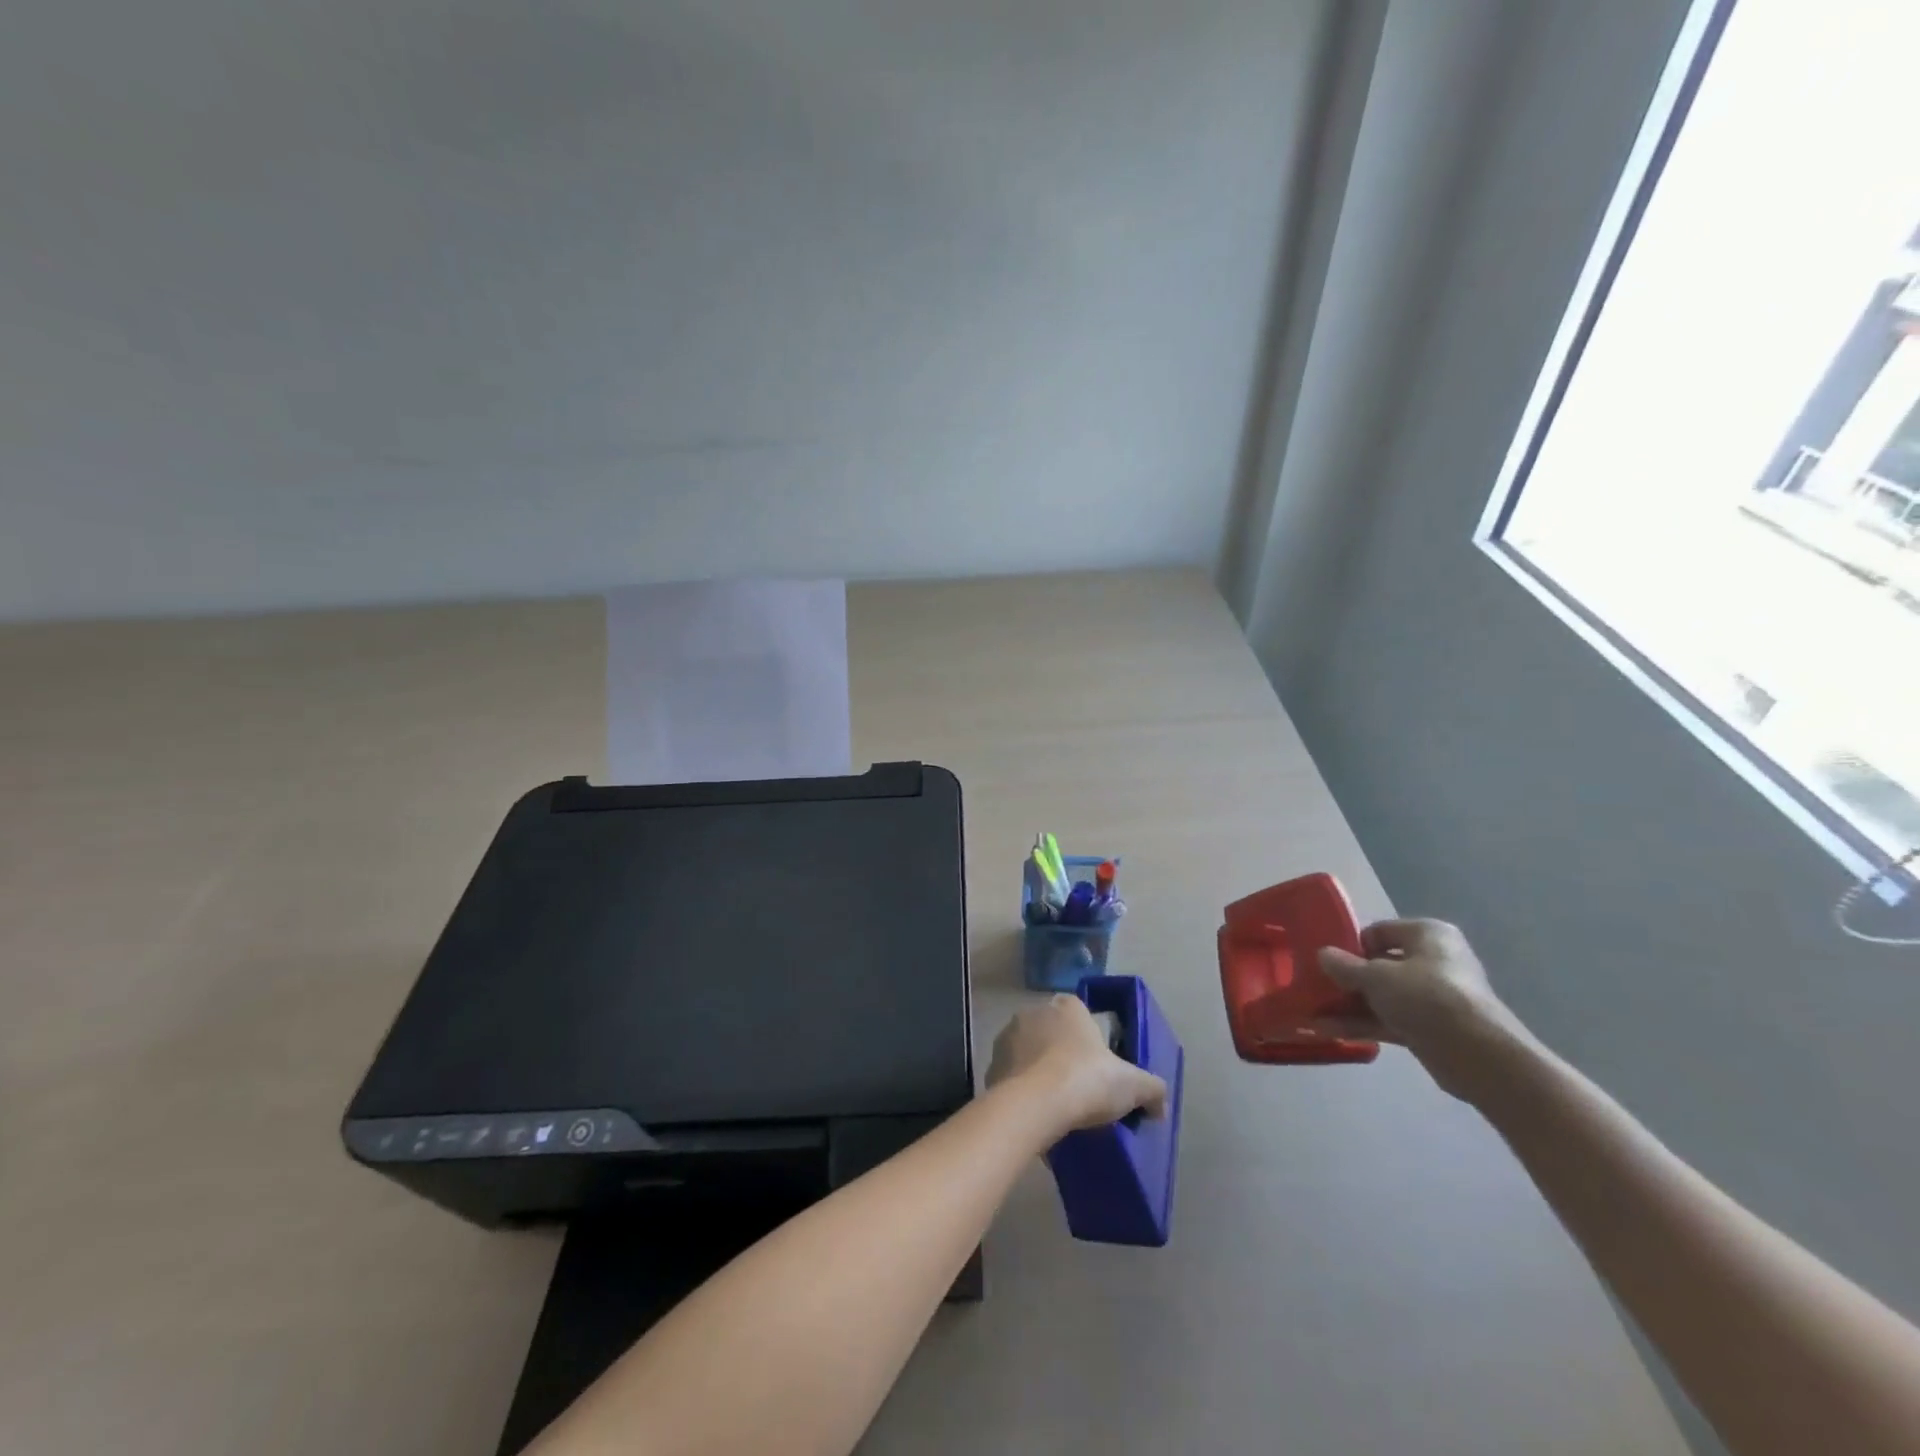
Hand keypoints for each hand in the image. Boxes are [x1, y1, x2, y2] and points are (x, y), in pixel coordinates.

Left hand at [987, 995, 1168, 1134]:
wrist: (1035, 1105)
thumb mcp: (1132, 1085)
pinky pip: (1011, 1076)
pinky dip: (1021, 1090)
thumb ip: (1152, 1089)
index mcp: (1067, 1007)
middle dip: (1063, 1055)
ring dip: (1039, 1071)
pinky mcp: (991, 1065)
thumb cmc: (1086, 1080)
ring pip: (1029, 1053)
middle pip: (1053, 1032)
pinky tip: (1035, 1114)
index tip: (1099, 1067)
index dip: (1091, 1039)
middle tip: (1079, 1089)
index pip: (1081, 1013)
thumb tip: (1160, 1104)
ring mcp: (1008, 1037)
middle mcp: (1034, 1012)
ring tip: (1056, 1105)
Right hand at [1315, 919, 1533, 1103]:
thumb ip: (1345, 966)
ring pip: (1383, 996)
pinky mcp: (1432, 1028)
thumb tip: (1322, 954)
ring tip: (1314, 1012)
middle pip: (1381, 965)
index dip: (1352, 945)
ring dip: (1350, 1005)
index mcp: (1427, 935)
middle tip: (1318, 988)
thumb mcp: (1376, 976)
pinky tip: (1330, 1030)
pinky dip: (1364, 1024)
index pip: (1380, 931)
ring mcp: (1434, 997)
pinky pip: (1390, 1020)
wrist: (1478, 1055)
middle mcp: (1434, 961)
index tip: (1329, 962)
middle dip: (1349, 979)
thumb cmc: (1426, 997)